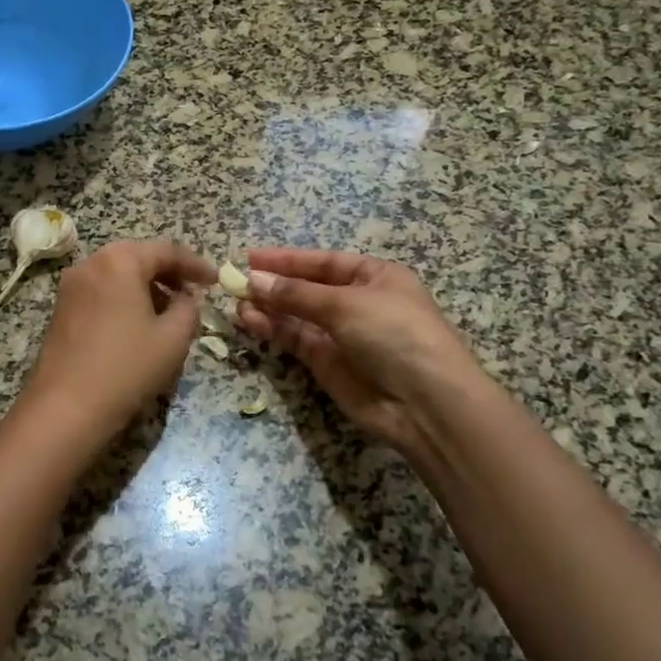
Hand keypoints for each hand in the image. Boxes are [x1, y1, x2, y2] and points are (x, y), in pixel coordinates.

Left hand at [15, 239, 217, 449]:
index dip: (195, 264)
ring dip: (145, 286)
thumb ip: (188, 309)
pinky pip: (100, 291)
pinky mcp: (61, 309)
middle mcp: (90, 264)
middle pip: (137, 257)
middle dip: (168, 273)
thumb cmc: (126, 367)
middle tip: (192, 292)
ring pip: (117, 275)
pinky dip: (123, 299)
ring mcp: (71, 286)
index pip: (165, 251)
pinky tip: (137, 324)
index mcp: (119, 261)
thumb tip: (185, 299)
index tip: (215, 281)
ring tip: (168, 311)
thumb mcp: (173, 338)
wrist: (66, 407)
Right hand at [236, 248, 481, 466]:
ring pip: (297, 316)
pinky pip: (295, 340)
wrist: (424, 403)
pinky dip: (273, 330)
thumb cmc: (394, 334)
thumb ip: (296, 293)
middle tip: (235, 281)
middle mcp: (358, 303)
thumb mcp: (346, 304)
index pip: (324, 263)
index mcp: (375, 277)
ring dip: (268, 307)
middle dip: (274, 285)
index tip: (251, 257)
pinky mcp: (328, 364)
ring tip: (235, 302)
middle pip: (308, 289)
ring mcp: (342, 335)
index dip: (288, 260)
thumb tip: (253, 280)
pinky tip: (248, 320)